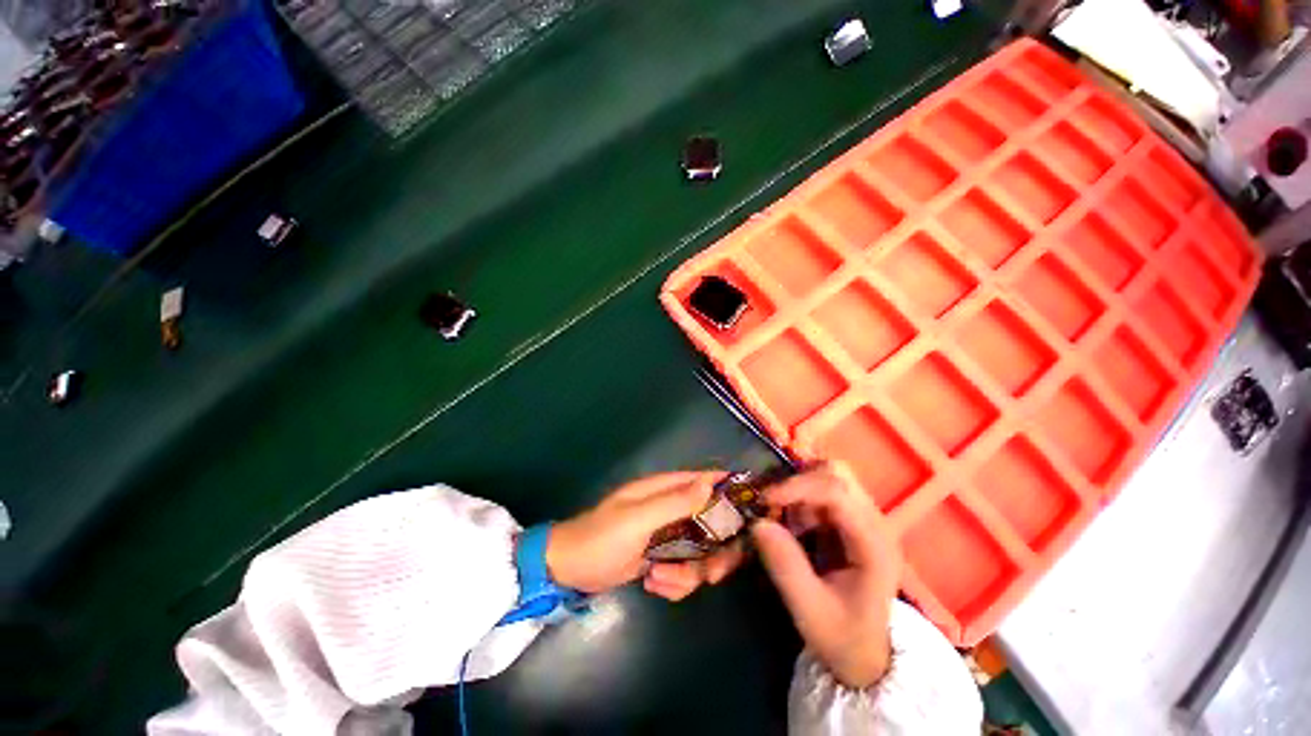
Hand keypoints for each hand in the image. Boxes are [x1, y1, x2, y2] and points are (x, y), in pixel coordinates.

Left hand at [545, 471, 726, 593]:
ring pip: (700, 552)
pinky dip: (674, 583)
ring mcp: (667, 534)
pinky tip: (654, 585)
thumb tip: (710, 482)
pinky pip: (685, 570)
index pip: (704, 480)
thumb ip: (674, 502)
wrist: (569, 570)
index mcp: (663, 489)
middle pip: (711, 522)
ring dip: (687, 573)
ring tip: (660, 581)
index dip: (729, 490)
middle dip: (714, 551)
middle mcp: (670, 508)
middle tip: (711, 573)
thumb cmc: (600, 538)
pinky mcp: (662, 557)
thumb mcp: (637, 520)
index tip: (753, 513)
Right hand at [752, 462, 902, 688]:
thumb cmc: (843, 637)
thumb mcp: (810, 612)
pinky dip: (800, 498)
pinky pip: (821, 491)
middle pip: (837, 474)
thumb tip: (757, 523)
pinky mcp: (849, 520)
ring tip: (783, 517)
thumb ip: (785, 567)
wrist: (867, 655)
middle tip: (772, 503)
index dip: (798, 488)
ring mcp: (863, 518)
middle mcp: (874, 523)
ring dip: (799, 489)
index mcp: (873, 545)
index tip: (765, 499)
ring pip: (828, 477)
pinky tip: (792, 524)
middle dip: (798, 481)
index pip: (838, 493)